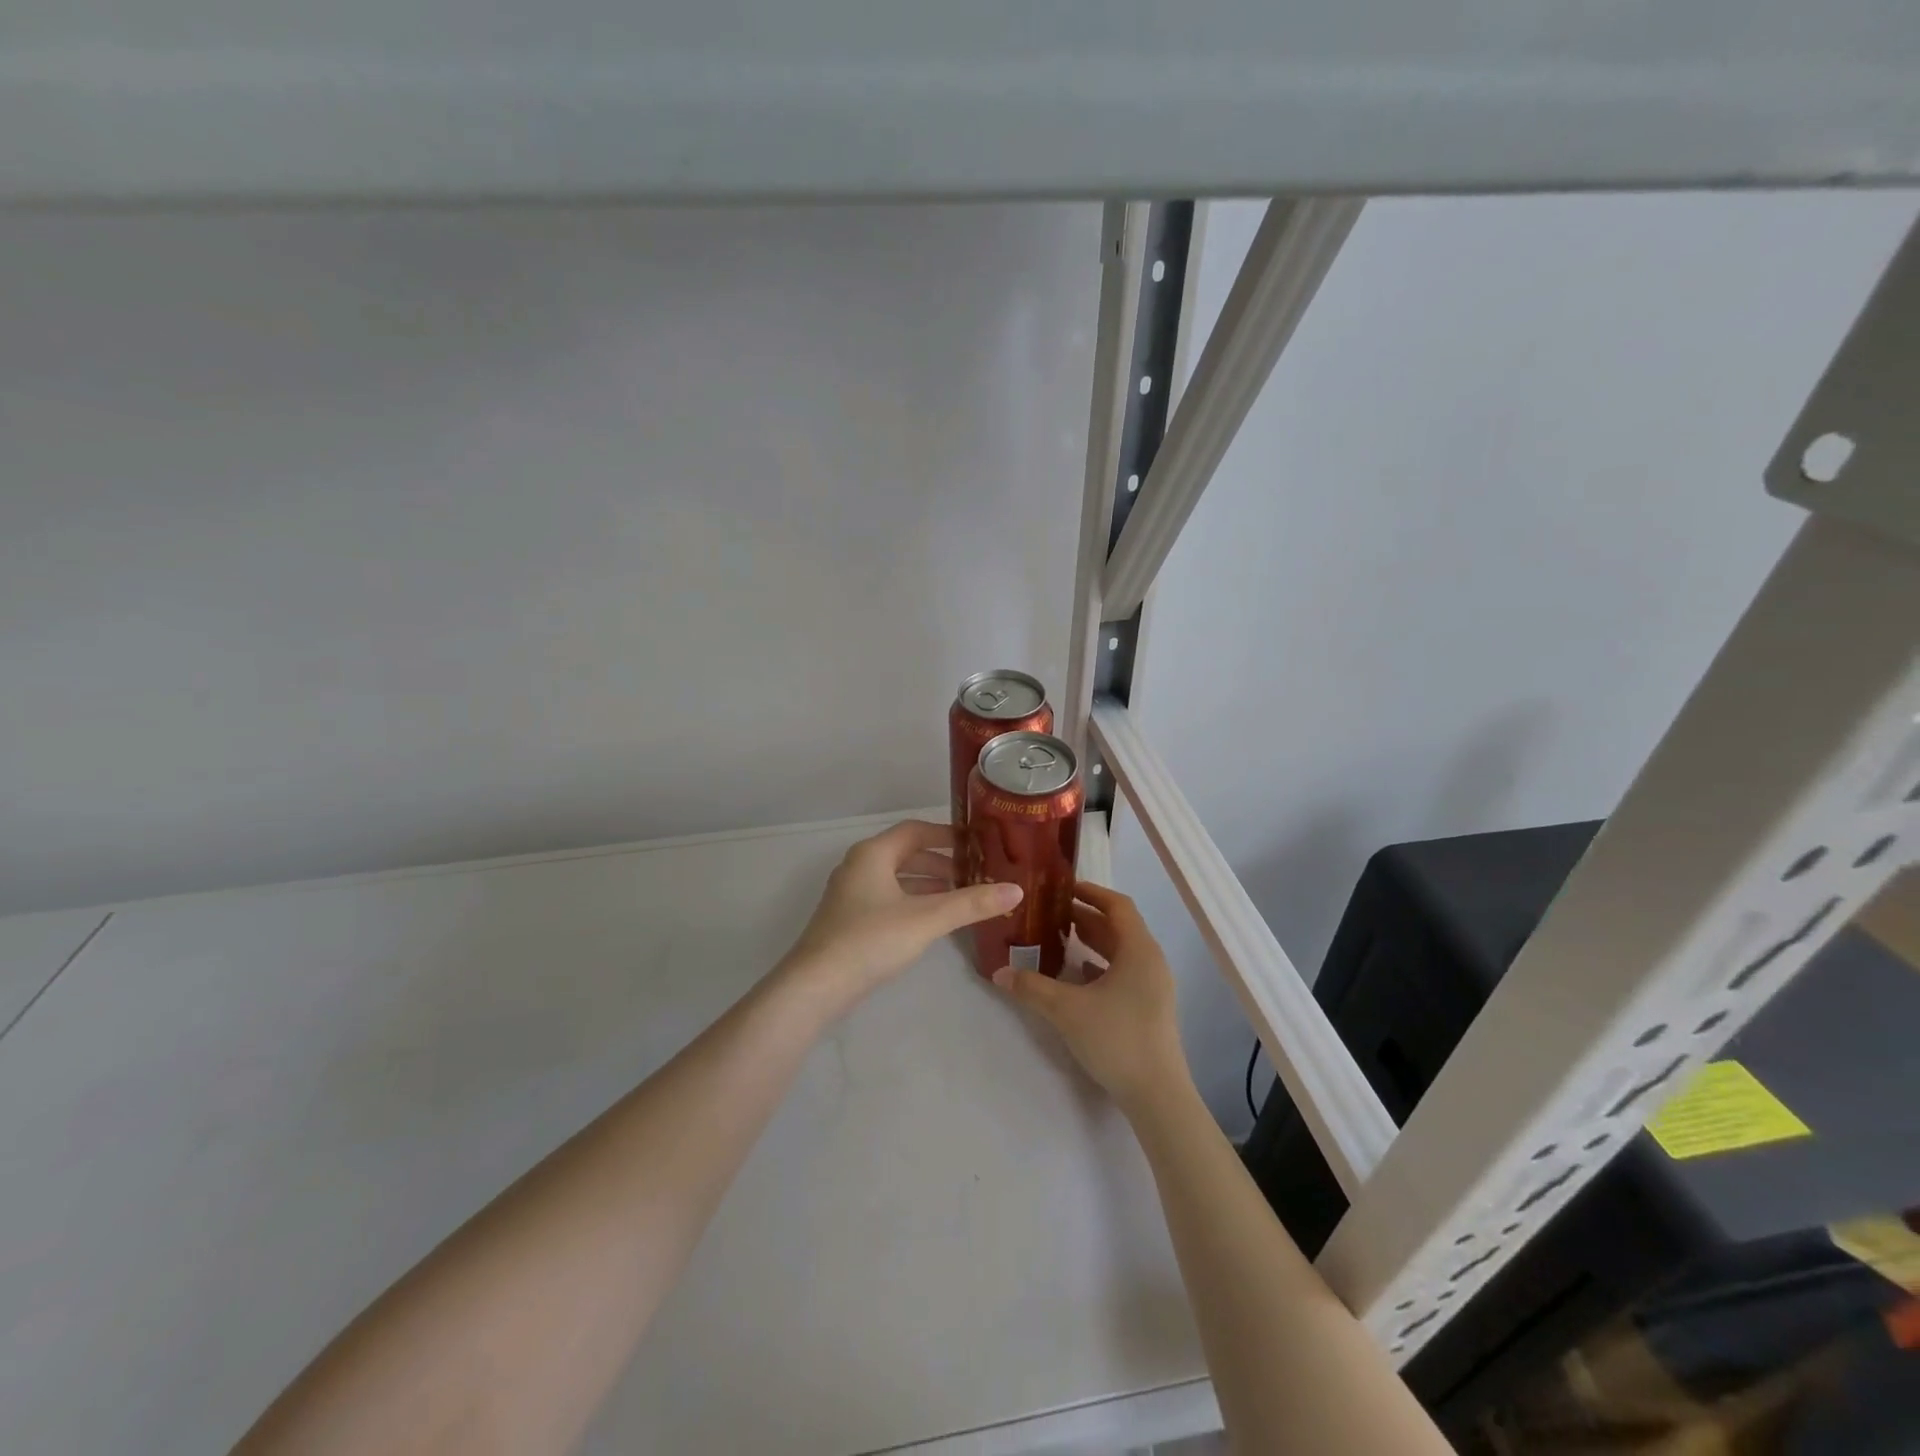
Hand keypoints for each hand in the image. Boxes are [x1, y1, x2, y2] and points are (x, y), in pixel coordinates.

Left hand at [780, 820, 1021, 1014]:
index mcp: (873, 853)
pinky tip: (930, 921)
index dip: (947, 835)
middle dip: (940, 862)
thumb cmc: (871, 940)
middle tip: (974, 874)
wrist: (816, 985)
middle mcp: (859, 866)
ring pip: (896, 878)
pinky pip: (887, 898)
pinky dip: (912, 901)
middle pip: (905, 853)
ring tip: (960, 897)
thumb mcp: (927, 919)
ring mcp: (850, 894)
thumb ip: (971, 903)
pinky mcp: (847, 919)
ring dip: (927, 883)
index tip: (976, 845)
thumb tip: (1017, 889)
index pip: (915, 830)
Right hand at [991, 881, 1191, 1113]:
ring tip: (1058, 938)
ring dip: (1092, 942)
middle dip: (1085, 917)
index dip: (1091, 892)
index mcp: (1139, 950)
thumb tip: (998, 972)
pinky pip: (1123, 972)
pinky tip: (1076, 975)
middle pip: (1118, 927)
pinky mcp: (1149, 1007)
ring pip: (1121, 951)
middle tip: (1051, 912)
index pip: (1117, 905)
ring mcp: (1153, 986)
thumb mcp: (1067, 1010)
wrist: (1157, 1096)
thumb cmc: (1116, 1039)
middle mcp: (1151, 961)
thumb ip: (1031, 987)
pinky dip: (1100, 965)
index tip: (1062, 887)